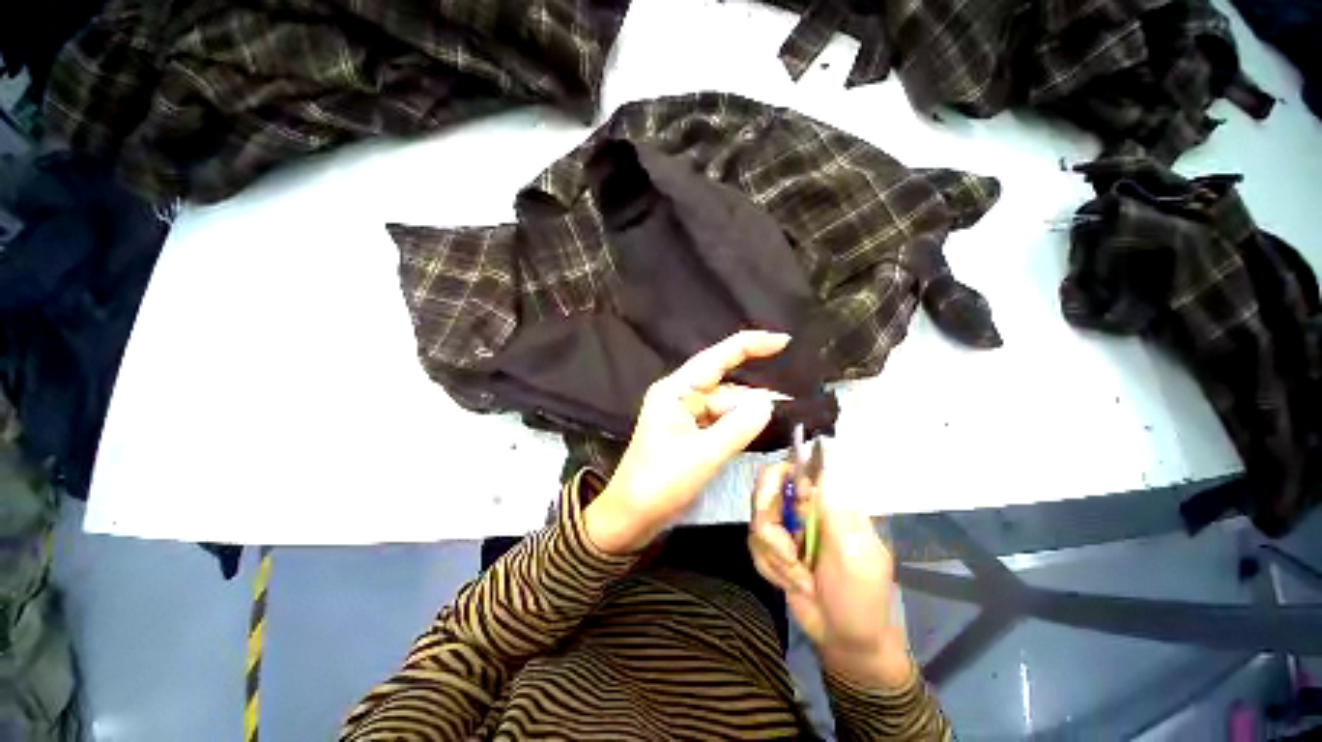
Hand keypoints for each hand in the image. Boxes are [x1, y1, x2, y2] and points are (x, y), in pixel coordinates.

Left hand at [585, 331, 790, 554]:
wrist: (630, 517)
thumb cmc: (660, 483)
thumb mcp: (704, 455)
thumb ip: (738, 427)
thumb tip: (768, 402)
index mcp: (676, 390)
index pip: (717, 358)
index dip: (750, 345)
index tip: (784, 341)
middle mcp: (679, 396)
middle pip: (724, 385)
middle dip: (754, 392)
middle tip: (792, 401)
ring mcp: (683, 416)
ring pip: (723, 405)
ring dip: (747, 412)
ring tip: (782, 417)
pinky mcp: (688, 434)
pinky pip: (718, 421)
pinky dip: (737, 425)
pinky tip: (758, 429)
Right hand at [748, 463, 914, 689]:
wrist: (844, 638)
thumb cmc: (859, 596)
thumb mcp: (853, 555)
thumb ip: (834, 513)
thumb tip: (821, 470)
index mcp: (828, 502)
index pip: (796, 468)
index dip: (780, 479)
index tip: (780, 505)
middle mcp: (804, 508)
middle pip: (766, 490)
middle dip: (772, 530)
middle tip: (789, 555)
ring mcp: (786, 526)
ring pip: (757, 521)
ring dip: (775, 557)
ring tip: (800, 578)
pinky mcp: (773, 546)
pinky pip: (755, 545)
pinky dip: (770, 567)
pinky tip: (792, 583)